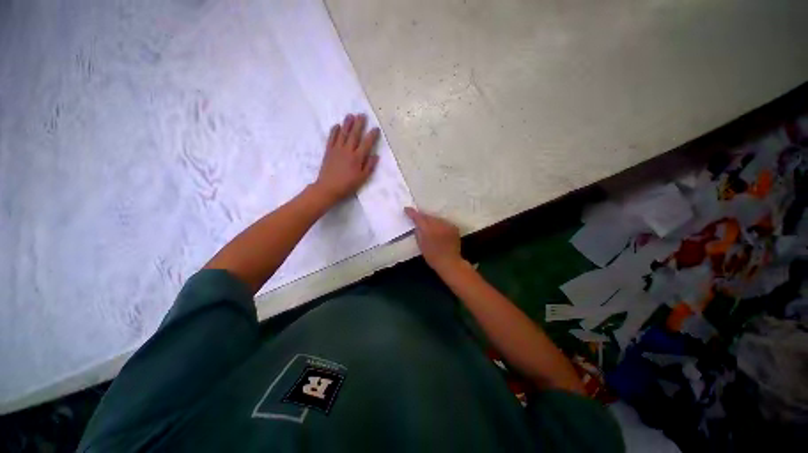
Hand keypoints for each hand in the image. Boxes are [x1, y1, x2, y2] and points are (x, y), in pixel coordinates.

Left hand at [313, 113, 379, 204]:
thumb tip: (376, 156)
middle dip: (359, 124)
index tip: (376, 128)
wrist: (328, 188)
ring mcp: (337, 149)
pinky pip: (331, 138)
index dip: (372, 135)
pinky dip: (334, 131)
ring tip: (350, 115)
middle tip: (362, 115)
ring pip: (343, 133)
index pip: (366, 143)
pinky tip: (337, 125)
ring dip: (347, 124)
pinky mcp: (328, 151)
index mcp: (357, 158)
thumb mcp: (362, 179)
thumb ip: (369, 167)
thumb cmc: (347, 185)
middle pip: (354, 135)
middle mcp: (347, 151)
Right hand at [404, 207, 463, 272]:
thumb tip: (417, 225)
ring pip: (436, 219)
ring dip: (432, 221)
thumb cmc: (432, 256)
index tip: (407, 209)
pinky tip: (439, 231)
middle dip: (422, 217)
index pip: (418, 217)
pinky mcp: (454, 227)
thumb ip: (418, 233)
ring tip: (430, 227)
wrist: (450, 262)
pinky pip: (444, 223)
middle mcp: (438, 224)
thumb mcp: (421, 245)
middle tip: (418, 220)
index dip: (412, 212)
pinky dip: (440, 225)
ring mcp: (447, 225)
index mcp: (427, 229)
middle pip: (428, 216)